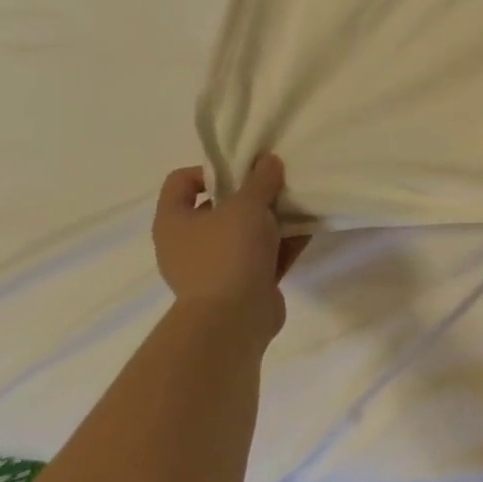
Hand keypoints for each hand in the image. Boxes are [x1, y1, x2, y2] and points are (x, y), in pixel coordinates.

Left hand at [152, 154, 307, 351]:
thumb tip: (268, 161)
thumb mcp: (248, 205)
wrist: (234, 320)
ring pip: (244, 233)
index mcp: (174, 222)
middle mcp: (188, 244)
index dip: (210, 169)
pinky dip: (282, 244)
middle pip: (218, 207)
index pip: (181, 182)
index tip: (242, 169)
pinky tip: (308, 230)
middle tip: (276, 184)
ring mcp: (214, 267)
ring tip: (298, 204)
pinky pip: (263, 256)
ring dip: (270, 219)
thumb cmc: (228, 253)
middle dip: (250, 194)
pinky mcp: (240, 285)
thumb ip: (260, 180)